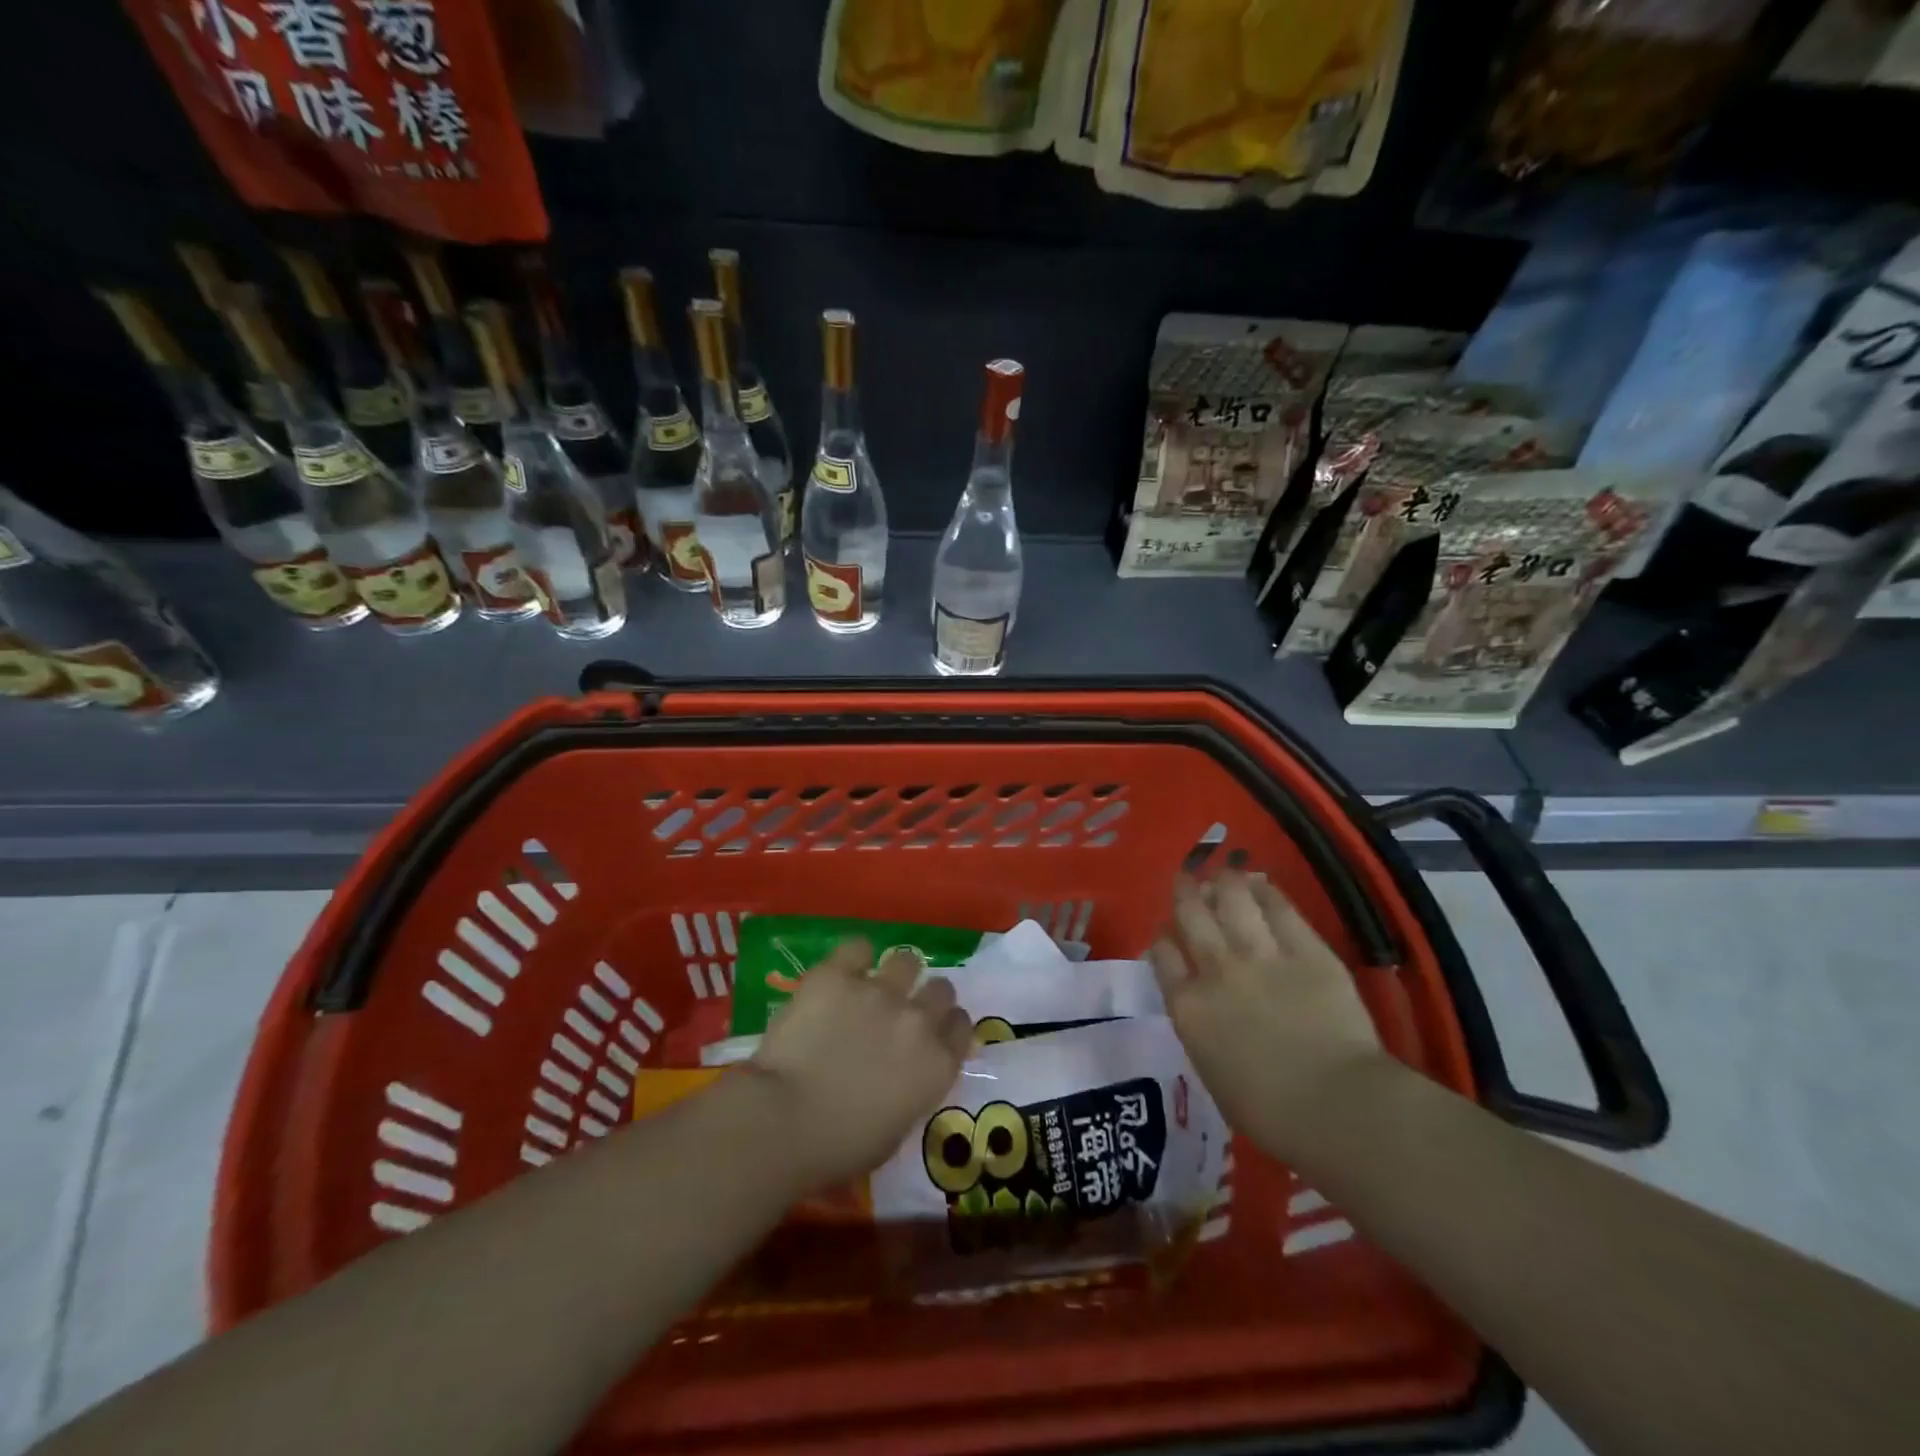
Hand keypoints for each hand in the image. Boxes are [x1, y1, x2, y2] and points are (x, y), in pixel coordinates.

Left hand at [747, 939, 972, 1189]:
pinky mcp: (837, 975)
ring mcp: (878, 991)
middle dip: (928, 997)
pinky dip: (854, 958)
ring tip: (874, 986)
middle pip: (941, 990)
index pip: (961, 1028)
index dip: (948, 1026)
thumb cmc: (839, 1146)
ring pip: (907, 961)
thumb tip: (906, 1074)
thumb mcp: (895, 1130)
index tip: (934, 1032)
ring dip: (896, 974)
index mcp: (936, 1065)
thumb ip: (912, 1091)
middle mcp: (917, 1020)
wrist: (784, 1120)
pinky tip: (842, 972)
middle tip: (904, 1011)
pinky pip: (857, 948)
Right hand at [1149, 872, 1384, 1163]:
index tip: (1166, 932)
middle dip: (1185, 893)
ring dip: (1223, 882)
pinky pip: (1279, 908)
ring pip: (1231, 899)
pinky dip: (1265, 890)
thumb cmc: (1269, 1112)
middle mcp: (1216, 969)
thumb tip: (1202, 1007)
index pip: (1163, 954)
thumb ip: (1201, 1027)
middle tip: (1185, 879)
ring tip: (1223, 872)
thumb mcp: (1212, 1070)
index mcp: (1188, 1006)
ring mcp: (1260, 955)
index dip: (1163, 937)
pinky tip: (1260, 881)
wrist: (1335, 1106)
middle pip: (1191, 915)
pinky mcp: (1305, 950)